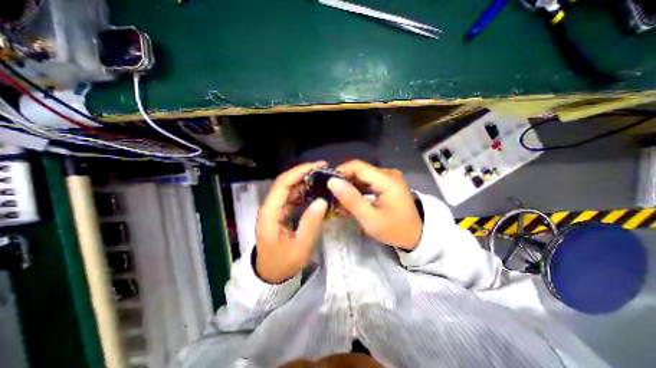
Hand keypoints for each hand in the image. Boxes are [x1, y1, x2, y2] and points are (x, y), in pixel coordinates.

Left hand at [254, 162, 330, 284]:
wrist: (271, 275)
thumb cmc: (283, 263)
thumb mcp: (300, 247)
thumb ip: (310, 223)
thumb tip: (322, 201)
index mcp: (270, 212)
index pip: (282, 184)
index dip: (299, 172)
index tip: (318, 167)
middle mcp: (270, 206)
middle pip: (286, 183)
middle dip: (305, 174)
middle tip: (325, 172)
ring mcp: (275, 209)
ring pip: (290, 189)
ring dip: (306, 183)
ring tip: (323, 180)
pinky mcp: (281, 213)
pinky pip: (293, 198)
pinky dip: (305, 193)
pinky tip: (316, 193)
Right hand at [326, 160, 418, 250]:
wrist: (417, 236)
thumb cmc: (395, 230)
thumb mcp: (370, 219)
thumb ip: (351, 200)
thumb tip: (332, 182)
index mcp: (387, 180)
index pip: (357, 166)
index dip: (340, 172)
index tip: (328, 186)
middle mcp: (388, 174)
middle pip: (359, 170)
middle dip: (344, 182)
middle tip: (333, 198)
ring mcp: (388, 178)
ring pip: (362, 176)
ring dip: (350, 187)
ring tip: (341, 202)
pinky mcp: (387, 183)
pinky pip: (368, 182)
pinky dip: (358, 190)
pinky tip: (352, 201)